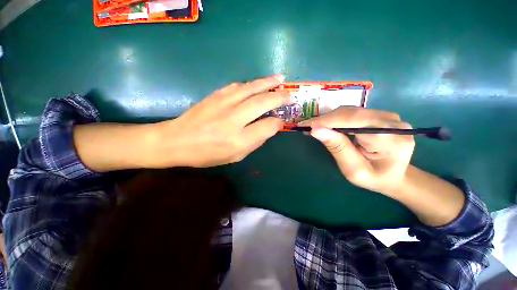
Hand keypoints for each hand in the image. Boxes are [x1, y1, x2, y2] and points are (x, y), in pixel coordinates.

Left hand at [153, 75, 290, 167]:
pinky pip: (238, 86)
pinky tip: (256, 84)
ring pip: (252, 88)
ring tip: (280, 79)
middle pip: (263, 102)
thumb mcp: (234, 157)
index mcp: (240, 139)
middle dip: (280, 97)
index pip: (268, 126)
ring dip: (268, 83)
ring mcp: (224, 104)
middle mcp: (234, 119)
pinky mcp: (215, 95)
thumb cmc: (206, 154)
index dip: (278, 122)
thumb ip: (254, 142)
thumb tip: (269, 128)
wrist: (176, 141)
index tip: (281, 121)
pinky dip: (250, 84)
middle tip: (290, 94)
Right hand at [299, 107, 414, 195]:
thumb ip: (337, 148)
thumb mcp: (353, 170)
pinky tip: (328, 125)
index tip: (306, 125)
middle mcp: (393, 123)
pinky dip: (338, 118)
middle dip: (326, 119)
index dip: (328, 121)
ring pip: (352, 111)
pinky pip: (355, 112)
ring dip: (330, 118)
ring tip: (315, 126)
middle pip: (352, 113)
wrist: (396, 176)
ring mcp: (390, 116)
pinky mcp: (383, 115)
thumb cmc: (374, 178)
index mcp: (391, 140)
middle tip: (307, 126)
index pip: (354, 121)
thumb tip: (316, 130)